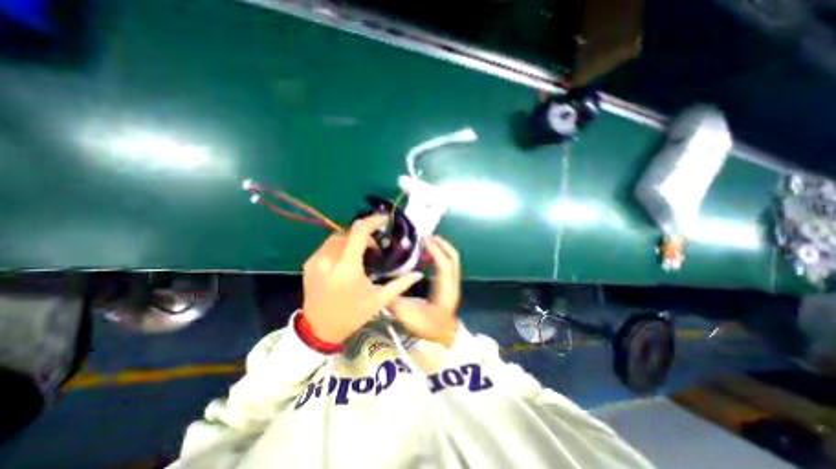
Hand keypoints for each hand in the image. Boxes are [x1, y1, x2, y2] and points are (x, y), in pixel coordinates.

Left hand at [300, 214, 424, 341]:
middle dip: (364, 235)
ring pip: (336, 237)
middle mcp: (328, 260)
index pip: (359, 233)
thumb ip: (400, 284)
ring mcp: (315, 261)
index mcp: (347, 268)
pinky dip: (340, 246)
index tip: (382, 220)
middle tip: (375, 248)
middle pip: (348, 233)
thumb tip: (418, 274)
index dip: (372, 221)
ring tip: (361, 253)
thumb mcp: (379, 300)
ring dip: (351, 240)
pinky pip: (327, 246)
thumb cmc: (353, 315)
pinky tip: (346, 259)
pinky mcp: (309, 264)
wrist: (320, 330)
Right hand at [388, 237, 460, 345]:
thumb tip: (381, 286)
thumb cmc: (428, 328)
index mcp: (445, 290)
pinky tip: (427, 256)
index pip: (444, 265)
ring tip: (426, 243)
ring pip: (453, 260)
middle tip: (425, 237)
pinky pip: (448, 265)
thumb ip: (395, 301)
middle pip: (453, 258)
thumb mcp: (408, 317)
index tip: (423, 240)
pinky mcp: (450, 284)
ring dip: (441, 248)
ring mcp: (453, 283)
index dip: (435, 250)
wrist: (444, 337)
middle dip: (441, 244)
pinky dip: (440, 256)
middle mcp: (452, 284)